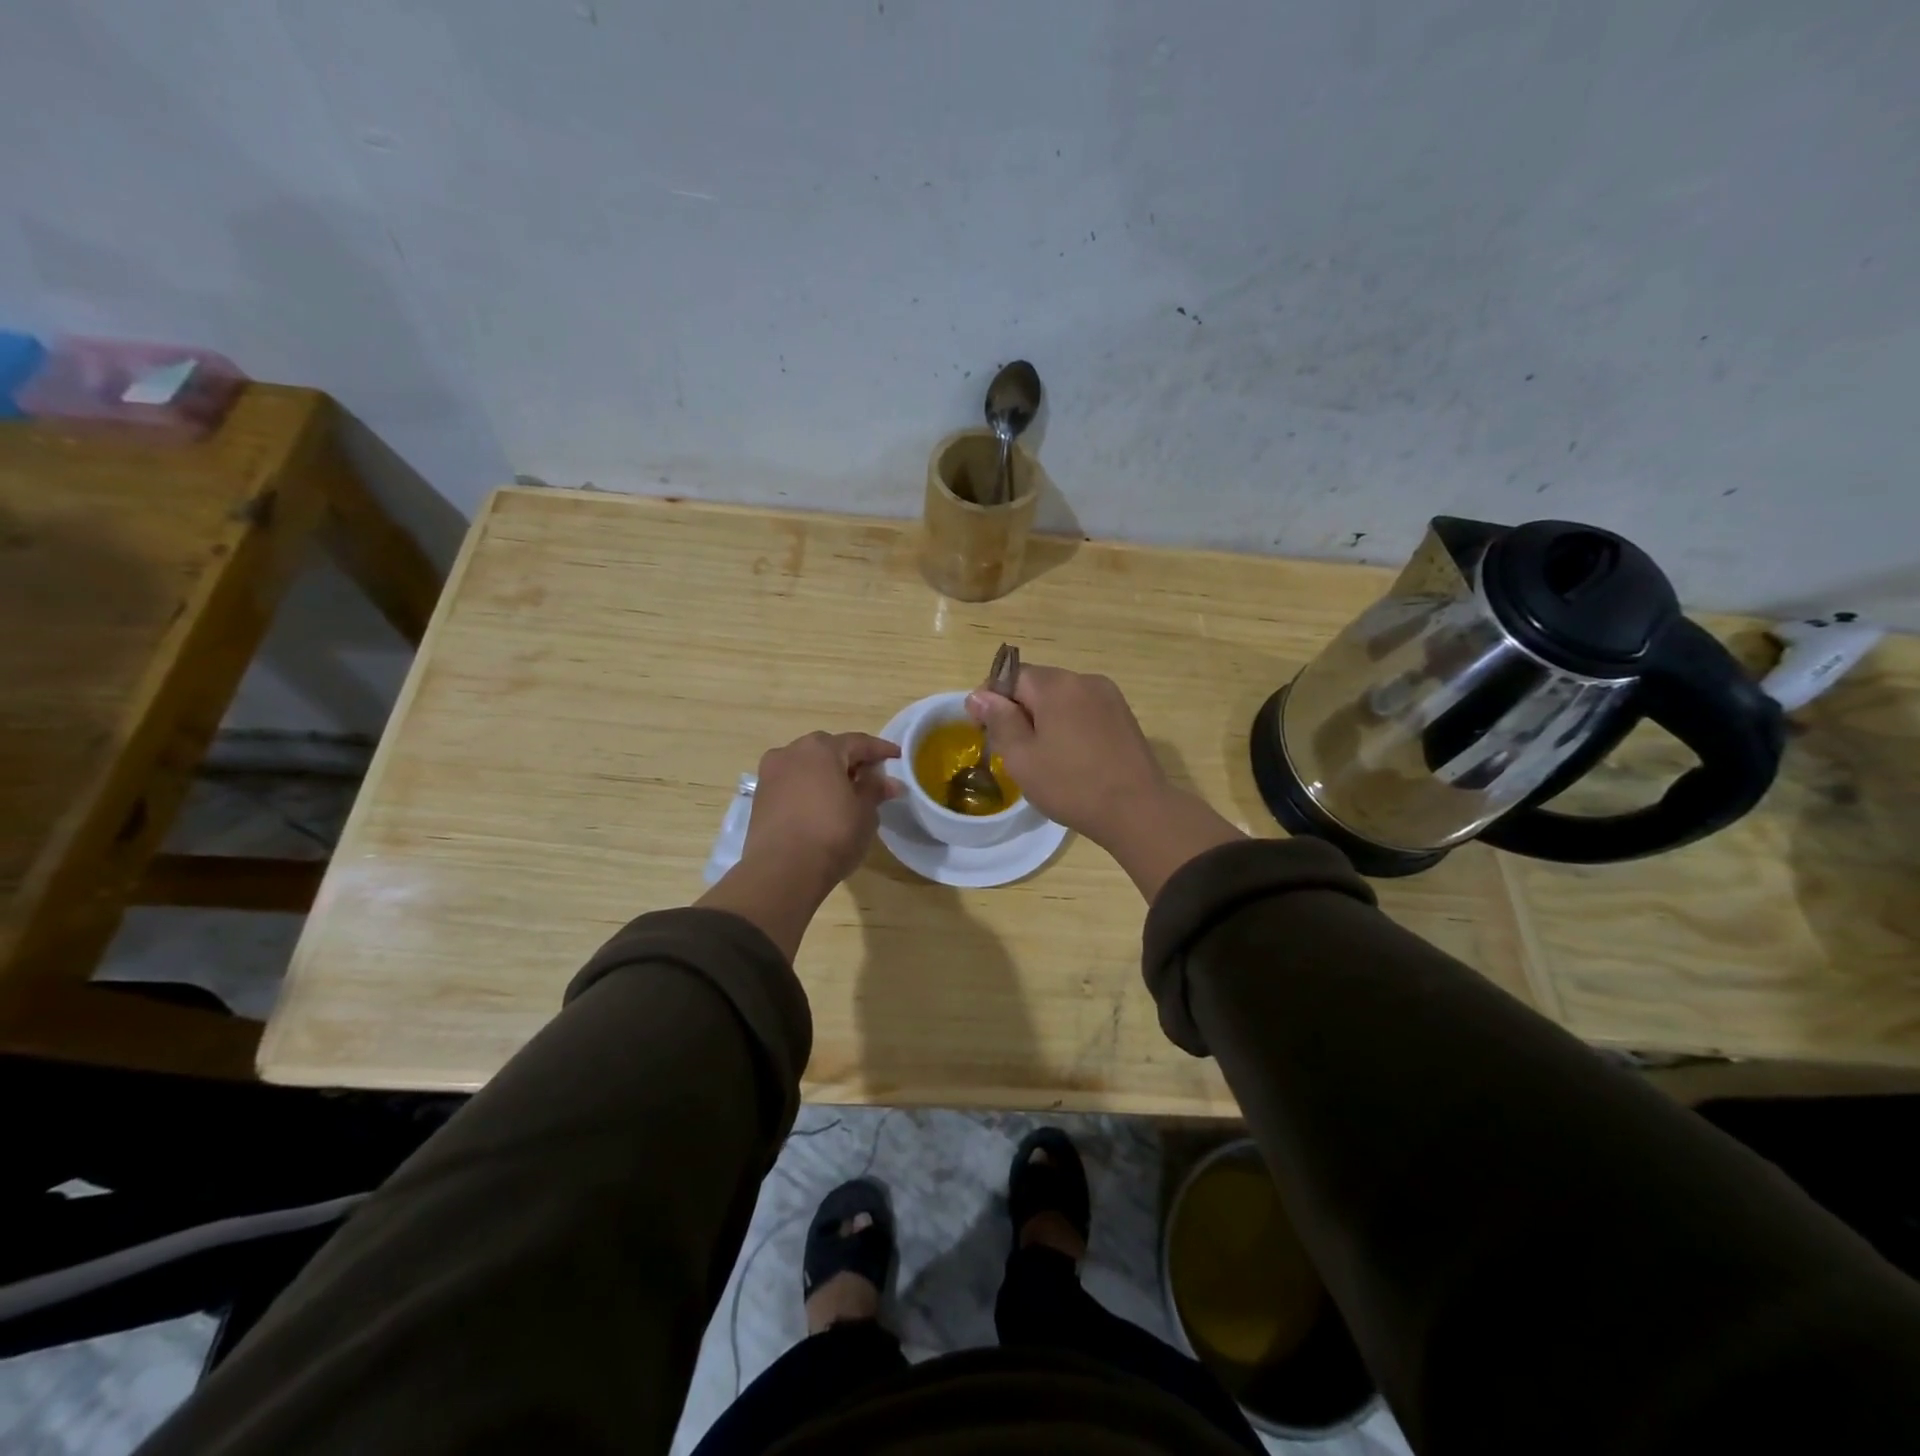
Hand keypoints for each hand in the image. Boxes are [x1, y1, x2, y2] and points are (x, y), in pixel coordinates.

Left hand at [742, 732, 901, 890]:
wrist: (782, 871)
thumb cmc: (832, 834)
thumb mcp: (865, 812)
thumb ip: (875, 790)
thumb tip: (889, 782)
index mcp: (821, 748)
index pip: (858, 742)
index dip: (881, 750)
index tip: (897, 757)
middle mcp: (792, 752)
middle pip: (829, 750)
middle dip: (851, 760)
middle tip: (871, 776)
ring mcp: (771, 773)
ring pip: (806, 766)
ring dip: (827, 774)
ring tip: (845, 793)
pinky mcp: (760, 797)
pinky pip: (792, 783)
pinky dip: (809, 788)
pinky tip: (821, 806)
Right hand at [966, 666, 1168, 846]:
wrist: (1137, 810)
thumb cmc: (1071, 785)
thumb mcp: (1022, 757)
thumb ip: (999, 720)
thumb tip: (979, 695)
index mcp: (1056, 685)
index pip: (1011, 675)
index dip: (992, 699)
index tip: (985, 731)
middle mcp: (1084, 680)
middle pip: (1038, 684)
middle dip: (1020, 709)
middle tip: (1013, 749)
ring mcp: (1109, 696)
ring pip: (1062, 698)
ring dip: (1046, 718)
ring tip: (1044, 756)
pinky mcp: (1124, 715)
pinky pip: (1084, 710)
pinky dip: (1070, 725)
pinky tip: (1072, 756)